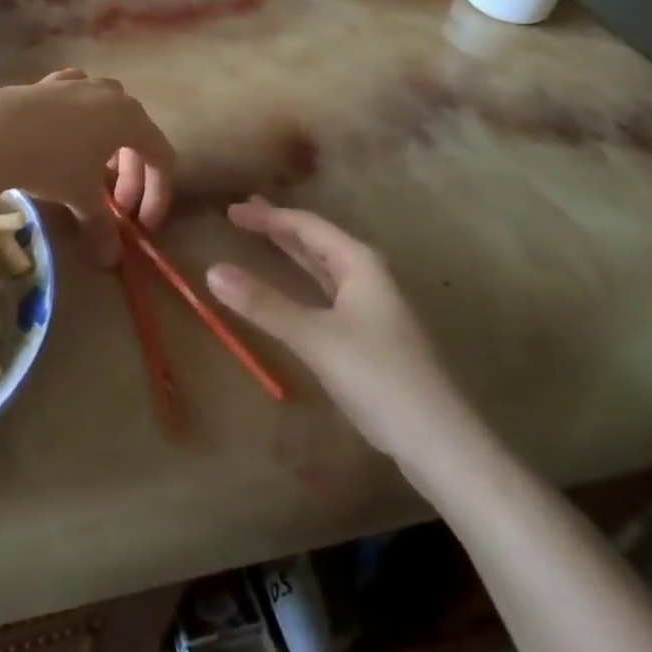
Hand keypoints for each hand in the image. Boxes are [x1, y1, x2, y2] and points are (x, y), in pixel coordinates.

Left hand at [0, 70, 174, 267]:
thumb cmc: (51, 161)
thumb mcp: (81, 197)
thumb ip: (101, 226)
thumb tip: (110, 259)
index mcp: (131, 119)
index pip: (161, 157)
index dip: (159, 194)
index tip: (143, 225)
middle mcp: (112, 95)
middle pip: (136, 136)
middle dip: (131, 177)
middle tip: (117, 210)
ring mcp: (79, 84)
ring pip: (108, 113)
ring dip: (109, 146)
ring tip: (93, 172)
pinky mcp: (50, 83)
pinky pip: (77, 100)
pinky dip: (80, 119)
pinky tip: (66, 133)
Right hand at [207, 198, 477, 471]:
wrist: (438, 441)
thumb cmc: (378, 376)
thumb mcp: (315, 337)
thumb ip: (264, 304)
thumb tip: (212, 270)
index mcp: (359, 263)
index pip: (307, 226)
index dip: (268, 216)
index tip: (232, 210)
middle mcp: (368, 275)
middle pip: (317, 241)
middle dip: (280, 227)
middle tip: (243, 213)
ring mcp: (372, 306)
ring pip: (324, 267)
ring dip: (292, 252)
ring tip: (263, 238)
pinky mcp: (370, 335)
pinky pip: (327, 292)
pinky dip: (303, 282)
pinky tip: (294, 288)